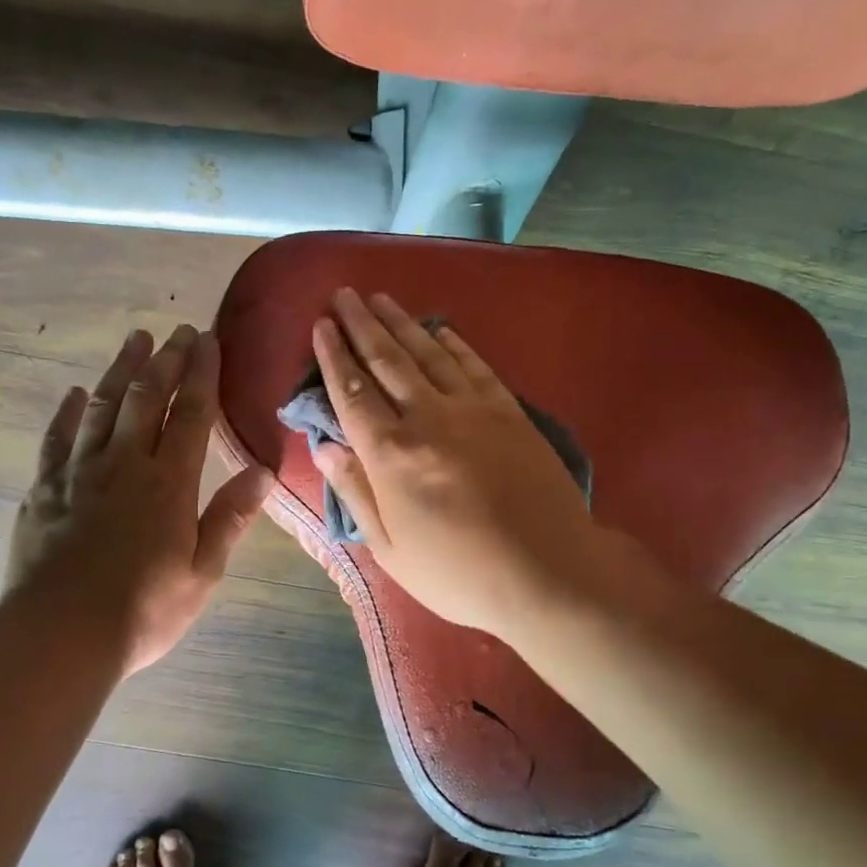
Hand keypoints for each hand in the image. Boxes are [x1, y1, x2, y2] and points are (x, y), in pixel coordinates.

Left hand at [2, 325, 272, 675]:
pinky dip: (68, 412)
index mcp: (169, 483)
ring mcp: (78, 473)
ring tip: (135, 341)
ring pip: (103, 407)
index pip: (192, 413)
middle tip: (177, 331)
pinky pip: (56, 439)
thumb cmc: (143, 610)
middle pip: (147, 398)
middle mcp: (124, 464)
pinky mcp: (43, 490)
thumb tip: (263, 471)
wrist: (60, 635)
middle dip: (166, 360)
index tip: (208, 339)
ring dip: (121, 371)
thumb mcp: (202, 572)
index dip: (202, 373)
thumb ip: (230, 517)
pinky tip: (77, 395)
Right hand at [309, 289, 601, 637]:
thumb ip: (355, 493)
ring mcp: (473, 410)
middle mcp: (428, 419)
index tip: (320, 326)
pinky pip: (474, 365)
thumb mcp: (389, 549)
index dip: (333, 356)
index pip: (352, 393)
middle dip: (360, 324)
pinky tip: (439, 328)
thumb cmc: (457, 573)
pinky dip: (453, 342)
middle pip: (387, 360)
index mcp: (391, 455)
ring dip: (401, 322)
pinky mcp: (509, 412)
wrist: (547, 572)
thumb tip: (326, 448)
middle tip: (343, 294)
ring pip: (428, 353)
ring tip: (379, 298)